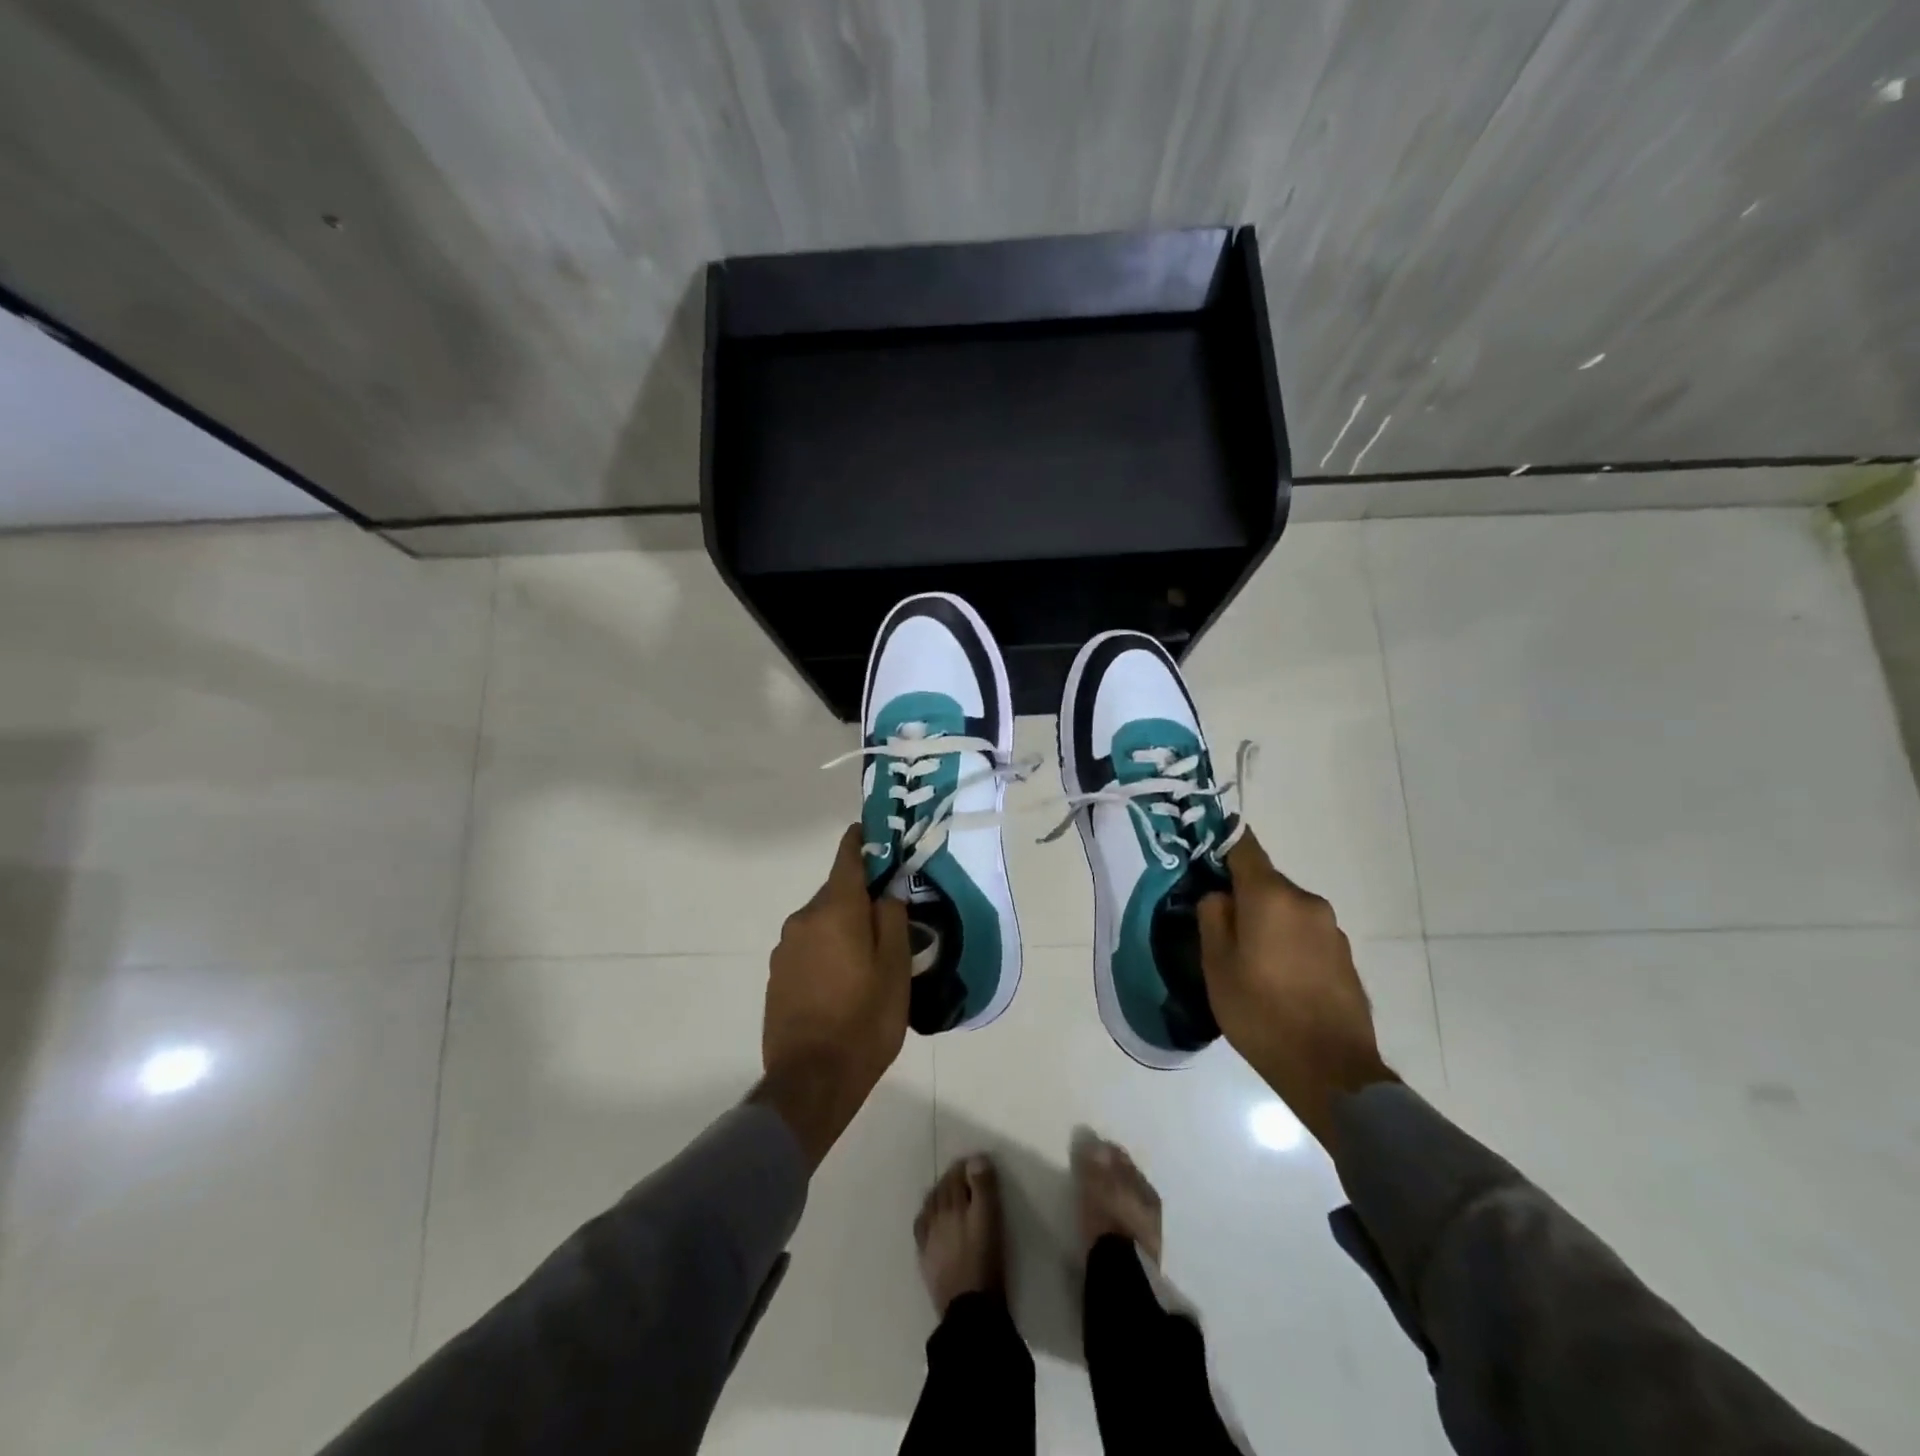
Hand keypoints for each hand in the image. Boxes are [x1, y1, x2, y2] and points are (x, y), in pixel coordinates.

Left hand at [754, 825, 910, 1167]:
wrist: (810, 1082)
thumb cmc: (864, 1021)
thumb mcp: (895, 969)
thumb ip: (893, 919)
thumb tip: (889, 887)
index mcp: (835, 910)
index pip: (848, 856)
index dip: (863, 840)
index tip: (878, 833)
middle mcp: (803, 919)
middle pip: (837, 891)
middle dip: (862, 896)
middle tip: (891, 915)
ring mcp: (785, 948)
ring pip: (822, 921)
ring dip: (844, 926)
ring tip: (870, 956)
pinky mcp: (776, 975)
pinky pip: (809, 946)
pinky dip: (828, 948)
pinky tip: (844, 979)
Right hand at [1197, 830, 1395, 1149]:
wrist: (1330, 1070)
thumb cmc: (1260, 1013)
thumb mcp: (1216, 965)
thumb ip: (1213, 917)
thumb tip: (1219, 895)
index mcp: (1272, 896)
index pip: (1244, 846)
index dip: (1221, 846)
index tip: (1203, 859)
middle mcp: (1306, 901)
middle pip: (1265, 880)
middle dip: (1242, 895)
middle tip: (1220, 927)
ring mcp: (1331, 929)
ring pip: (1286, 908)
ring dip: (1267, 921)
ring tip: (1249, 959)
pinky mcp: (1344, 955)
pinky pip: (1306, 933)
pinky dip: (1288, 942)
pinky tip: (1278, 977)